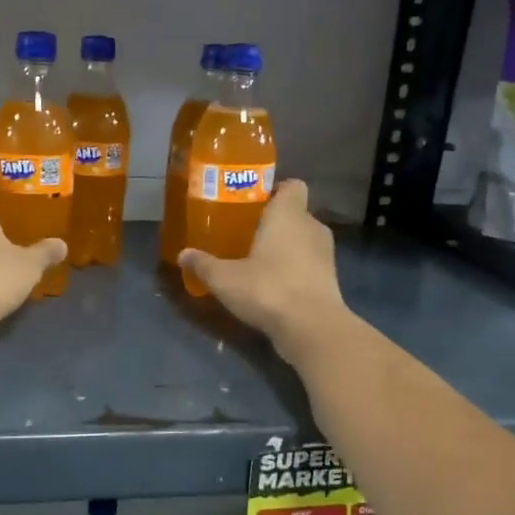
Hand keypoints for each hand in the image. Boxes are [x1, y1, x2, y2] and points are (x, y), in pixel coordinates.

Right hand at [179, 180, 348, 357]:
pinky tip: (273, 286)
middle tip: (247, 234)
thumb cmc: (268, 288)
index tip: (254, 203)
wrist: (312, 328)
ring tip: (258, 261)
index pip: (292, 186)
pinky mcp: (331, 280)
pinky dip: (295, 270)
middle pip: (295, 214)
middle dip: (274, 222)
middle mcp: (311, 227)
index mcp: (288, 214)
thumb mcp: (225, 279)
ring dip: (286, 248)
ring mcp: (326, 254)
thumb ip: (204, 264)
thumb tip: (183, 255)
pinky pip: (309, 265)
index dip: (276, 190)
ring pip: (304, 240)